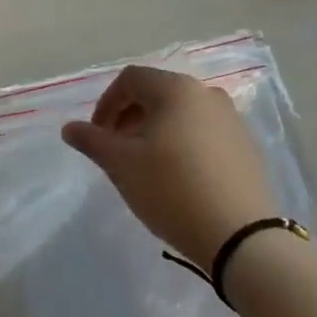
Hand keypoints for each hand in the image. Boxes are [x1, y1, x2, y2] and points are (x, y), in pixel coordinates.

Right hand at [61, 65, 276, 269]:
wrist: (240, 237)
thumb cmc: (172, 190)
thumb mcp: (122, 165)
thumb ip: (92, 140)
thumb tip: (69, 128)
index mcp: (176, 89)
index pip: (130, 79)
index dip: (106, 103)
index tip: (96, 136)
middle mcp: (206, 94)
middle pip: (157, 93)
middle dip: (130, 117)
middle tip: (117, 150)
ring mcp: (232, 119)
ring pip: (182, 113)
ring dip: (156, 130)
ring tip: (146, 165)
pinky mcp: (246, 146)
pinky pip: (204, 133)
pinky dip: (183, 143)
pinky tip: (178, 177)